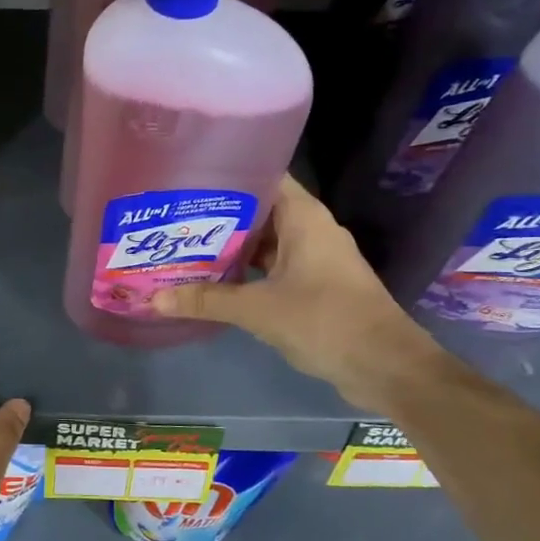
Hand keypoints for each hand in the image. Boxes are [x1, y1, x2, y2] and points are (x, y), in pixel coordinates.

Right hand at [151, 176, 442, 411]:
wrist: (385, 367)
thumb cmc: (325, 321)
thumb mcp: (258, 310)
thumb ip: (206, 301)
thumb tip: (154, 299)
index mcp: (303, 217)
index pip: (262, 176)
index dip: (226, 174)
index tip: (186, 178)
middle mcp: (309, 230)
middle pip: (258, 209)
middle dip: (217, 214)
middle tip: (172, 216)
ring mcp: (313, 258)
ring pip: (263, 241)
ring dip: (229, 245)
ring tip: (182, 245)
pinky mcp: (313, 285)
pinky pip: (271, 266)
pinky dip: (244, 270)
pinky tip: (211, 279)